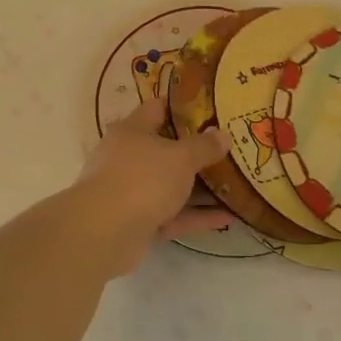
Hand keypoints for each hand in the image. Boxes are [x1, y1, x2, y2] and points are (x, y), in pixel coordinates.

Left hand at [70, 95, 234, 271]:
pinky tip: (229, 217)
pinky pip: (173, 215)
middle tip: (230, 149)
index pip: (158, 109)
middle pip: (166, 150)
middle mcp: (128, 158)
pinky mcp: (138, 223)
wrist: (104, 233)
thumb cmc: (142, 179)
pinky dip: (197, 216)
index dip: (184, 107)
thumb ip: (204, 146)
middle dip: (197, 152)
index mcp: (132, 131)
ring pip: (171, 186)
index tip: (212, 109)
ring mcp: (132, 192)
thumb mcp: (180, 157)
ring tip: (236, 185)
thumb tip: (223, 134)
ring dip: (201, 188)